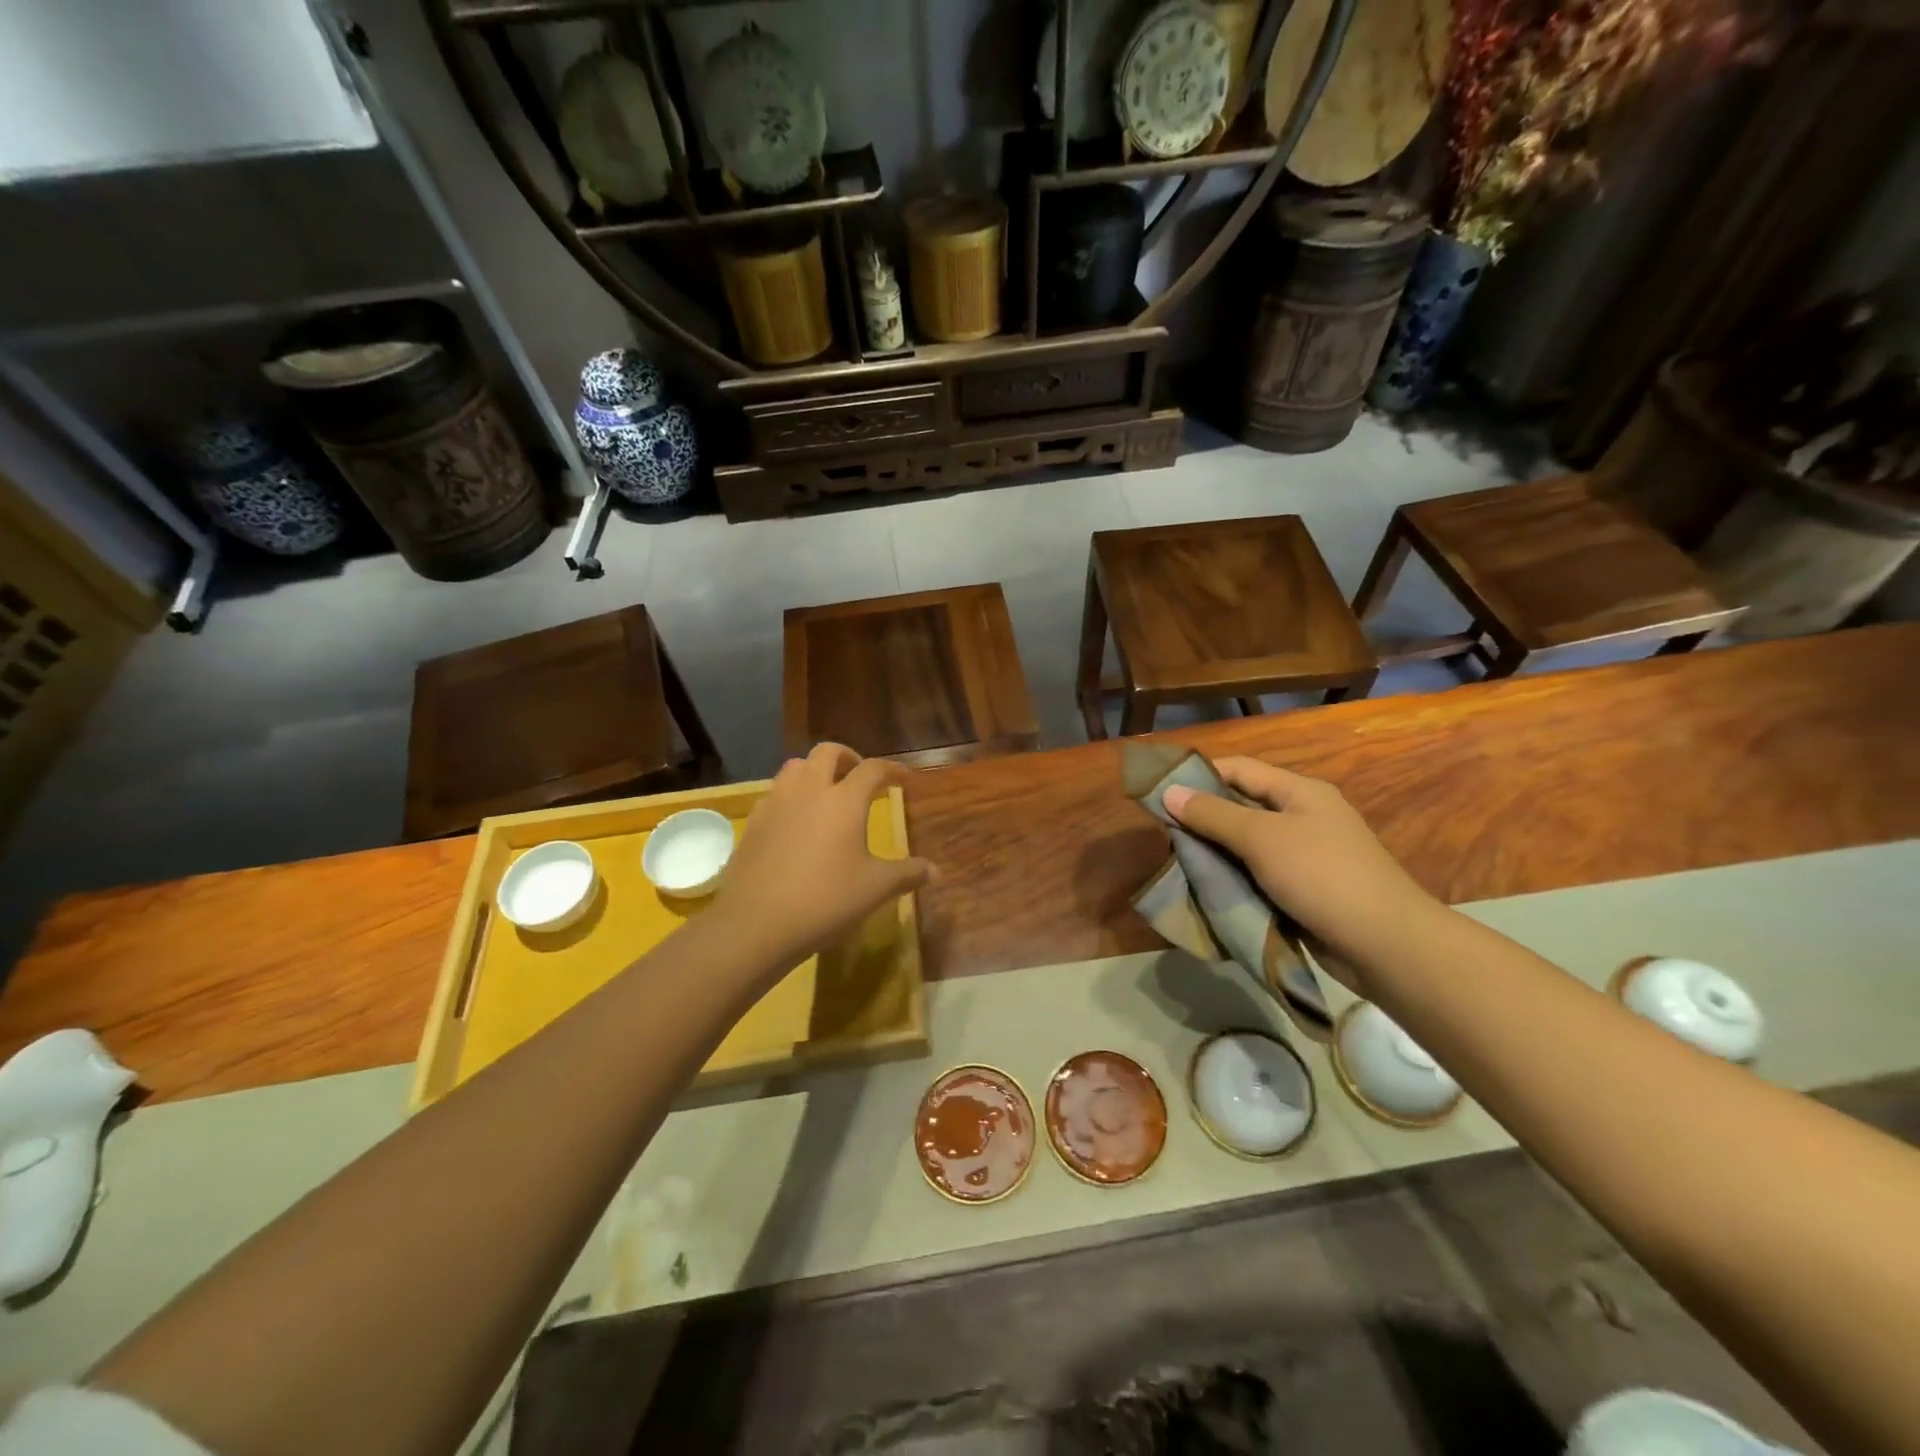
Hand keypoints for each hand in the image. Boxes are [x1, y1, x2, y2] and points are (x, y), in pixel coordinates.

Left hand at [710, 743, 934, 973]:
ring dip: (815, 771)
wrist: (756, 923)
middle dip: (848, 758)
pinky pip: (775, 793)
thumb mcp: (875, 889)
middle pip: (828, 753)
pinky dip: (791, 796)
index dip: (892, 769)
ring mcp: (776, 803)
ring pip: (796, 766)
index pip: (873, 769)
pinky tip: (796, 822)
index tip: (903, 778)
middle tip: (860, 776)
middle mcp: (810, 790)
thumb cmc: (825, 900)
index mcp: (844, 800)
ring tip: (826, 793)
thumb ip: (907, 874)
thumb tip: (935, 871)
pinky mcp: (754, 822)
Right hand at [1162, 757, 1435, 974]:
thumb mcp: (1261, 838)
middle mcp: (1303, 817)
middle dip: (1203, 817)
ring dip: (1215, 852)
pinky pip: (1258, 875)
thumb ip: (1213, 815)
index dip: (1199, 774)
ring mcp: (1305, 855)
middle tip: (1163, 832)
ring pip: (1247, 844)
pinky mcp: (1303, 890)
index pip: (1239, 769)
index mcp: (1299, 792)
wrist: (1385, 944)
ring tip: (1177, 861)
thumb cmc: (1322, 876)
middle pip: (1242, 806)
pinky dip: (1233, 878)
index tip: (1160, 790)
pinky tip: (1207, 888)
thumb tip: (1168, 792)